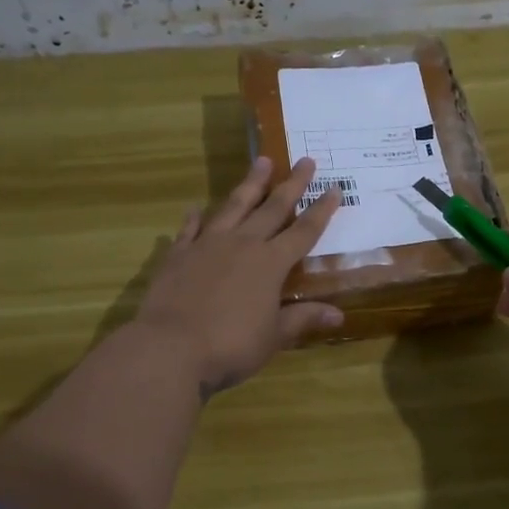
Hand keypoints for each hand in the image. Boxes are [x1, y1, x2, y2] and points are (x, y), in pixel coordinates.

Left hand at [135, 155, 343, 394]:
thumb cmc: (230, 346)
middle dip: (292, 184)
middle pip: (272, 208)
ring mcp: (207, 245)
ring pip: (233, 206)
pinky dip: (195, 218)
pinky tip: (196, 208)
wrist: (170, 348)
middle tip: (305, 160)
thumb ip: (303, 319)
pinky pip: (190, 230)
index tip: (335, 188)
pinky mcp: (178, 255)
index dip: (321, 211)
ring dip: (250, 184)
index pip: (304, 231)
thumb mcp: (274, 337)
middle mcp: (242, 245)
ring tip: (261, 162)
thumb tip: (339, 314)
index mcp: (270, 264)